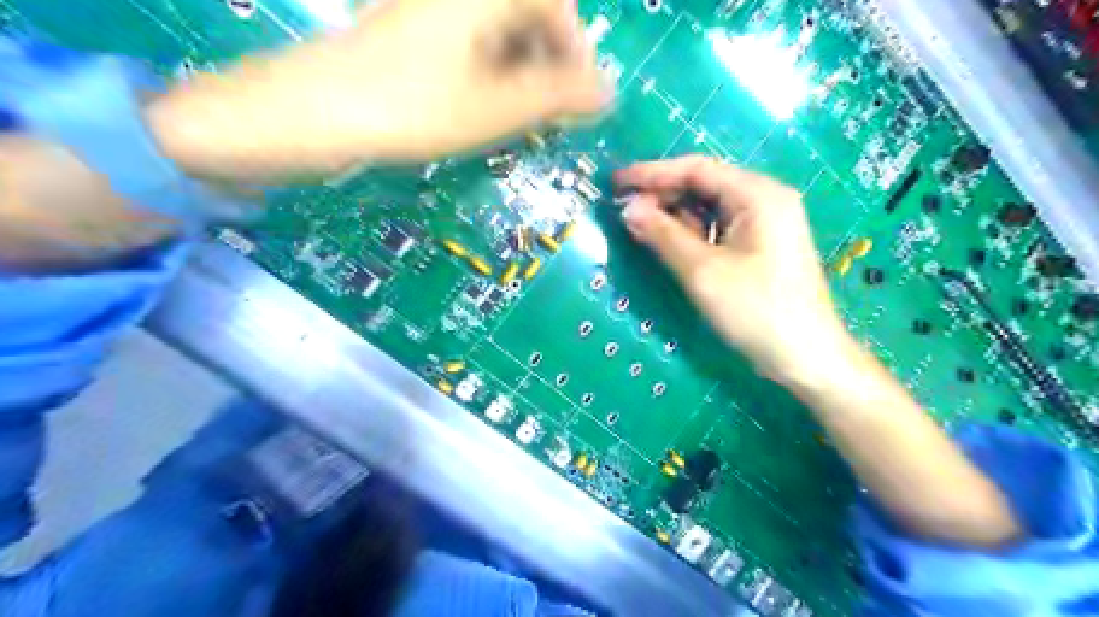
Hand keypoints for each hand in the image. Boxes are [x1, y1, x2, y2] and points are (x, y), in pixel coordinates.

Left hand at [147, 0, 609, 178]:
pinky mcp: (415, 30)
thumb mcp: (500, 108)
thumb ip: (560, 96)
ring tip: (518, 116)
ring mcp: (434, 10)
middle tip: (548, 113)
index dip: (576, 50)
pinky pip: (472, 43)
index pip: (557, 4)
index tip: (577, 97)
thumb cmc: (416, 108)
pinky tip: (485, 106)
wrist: (316, 112)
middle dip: (549, 64)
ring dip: (522, 72)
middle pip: (529, 15)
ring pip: (501, 32)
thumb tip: (609, 93)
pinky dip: (491, 73)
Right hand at [615, 156, 852, 383]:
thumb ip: (663, 235)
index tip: (615, 182)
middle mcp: (764, 198)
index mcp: (757, 194)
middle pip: (704, 184)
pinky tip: (668, 242)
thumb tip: (628, 209)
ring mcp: (766, 222)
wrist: (807, 358)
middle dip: (662, 195)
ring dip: (674, 214)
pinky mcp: (762, 245)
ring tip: (638, 225)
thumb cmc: (756, 311)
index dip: (652, 174)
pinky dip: (691, 231)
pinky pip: (719, 226)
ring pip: (710, 206)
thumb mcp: (703, 272)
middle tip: (623, 210)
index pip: (696, 169)